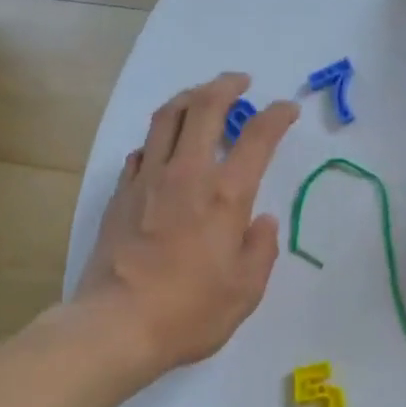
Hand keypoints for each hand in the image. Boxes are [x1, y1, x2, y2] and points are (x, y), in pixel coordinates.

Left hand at [75, 72, 297, 380]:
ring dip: (188, 98)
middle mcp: (185, 175)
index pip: (257, 138)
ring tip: (201, 97)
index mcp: (225, 196)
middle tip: (240, 82)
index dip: (277, 116)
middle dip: (226, 86)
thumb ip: (261, 249)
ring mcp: (147, 181)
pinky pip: (142, 150)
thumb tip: (262, 221)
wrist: (117, 325)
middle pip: (204, 108)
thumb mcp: (246, 290)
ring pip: (166, 118)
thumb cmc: (191, 312)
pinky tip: (163, 147)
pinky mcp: (120, 195)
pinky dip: (158, 138)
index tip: (288, 109)